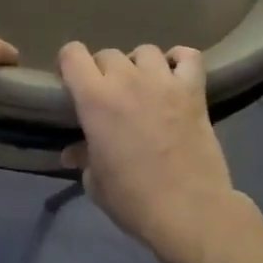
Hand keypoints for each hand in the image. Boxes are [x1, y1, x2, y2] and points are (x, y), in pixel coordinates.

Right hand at [57, 43, 241, 262]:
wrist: (189, 210)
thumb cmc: (133, 199)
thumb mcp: (96, 182)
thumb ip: (84, 157)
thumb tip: (73, 152)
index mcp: (94, 99)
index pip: (72, 54)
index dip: (69, 64)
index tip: (72, 84)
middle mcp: (127, 80)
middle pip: (108, 54)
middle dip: (103, 71)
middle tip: (109, 97)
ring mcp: (164, 82)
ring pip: (145, 51)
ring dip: (139, 65)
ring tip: (143, 87)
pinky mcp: (194, 91)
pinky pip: (188, 57)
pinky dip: (180, 60)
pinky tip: (174, 76)